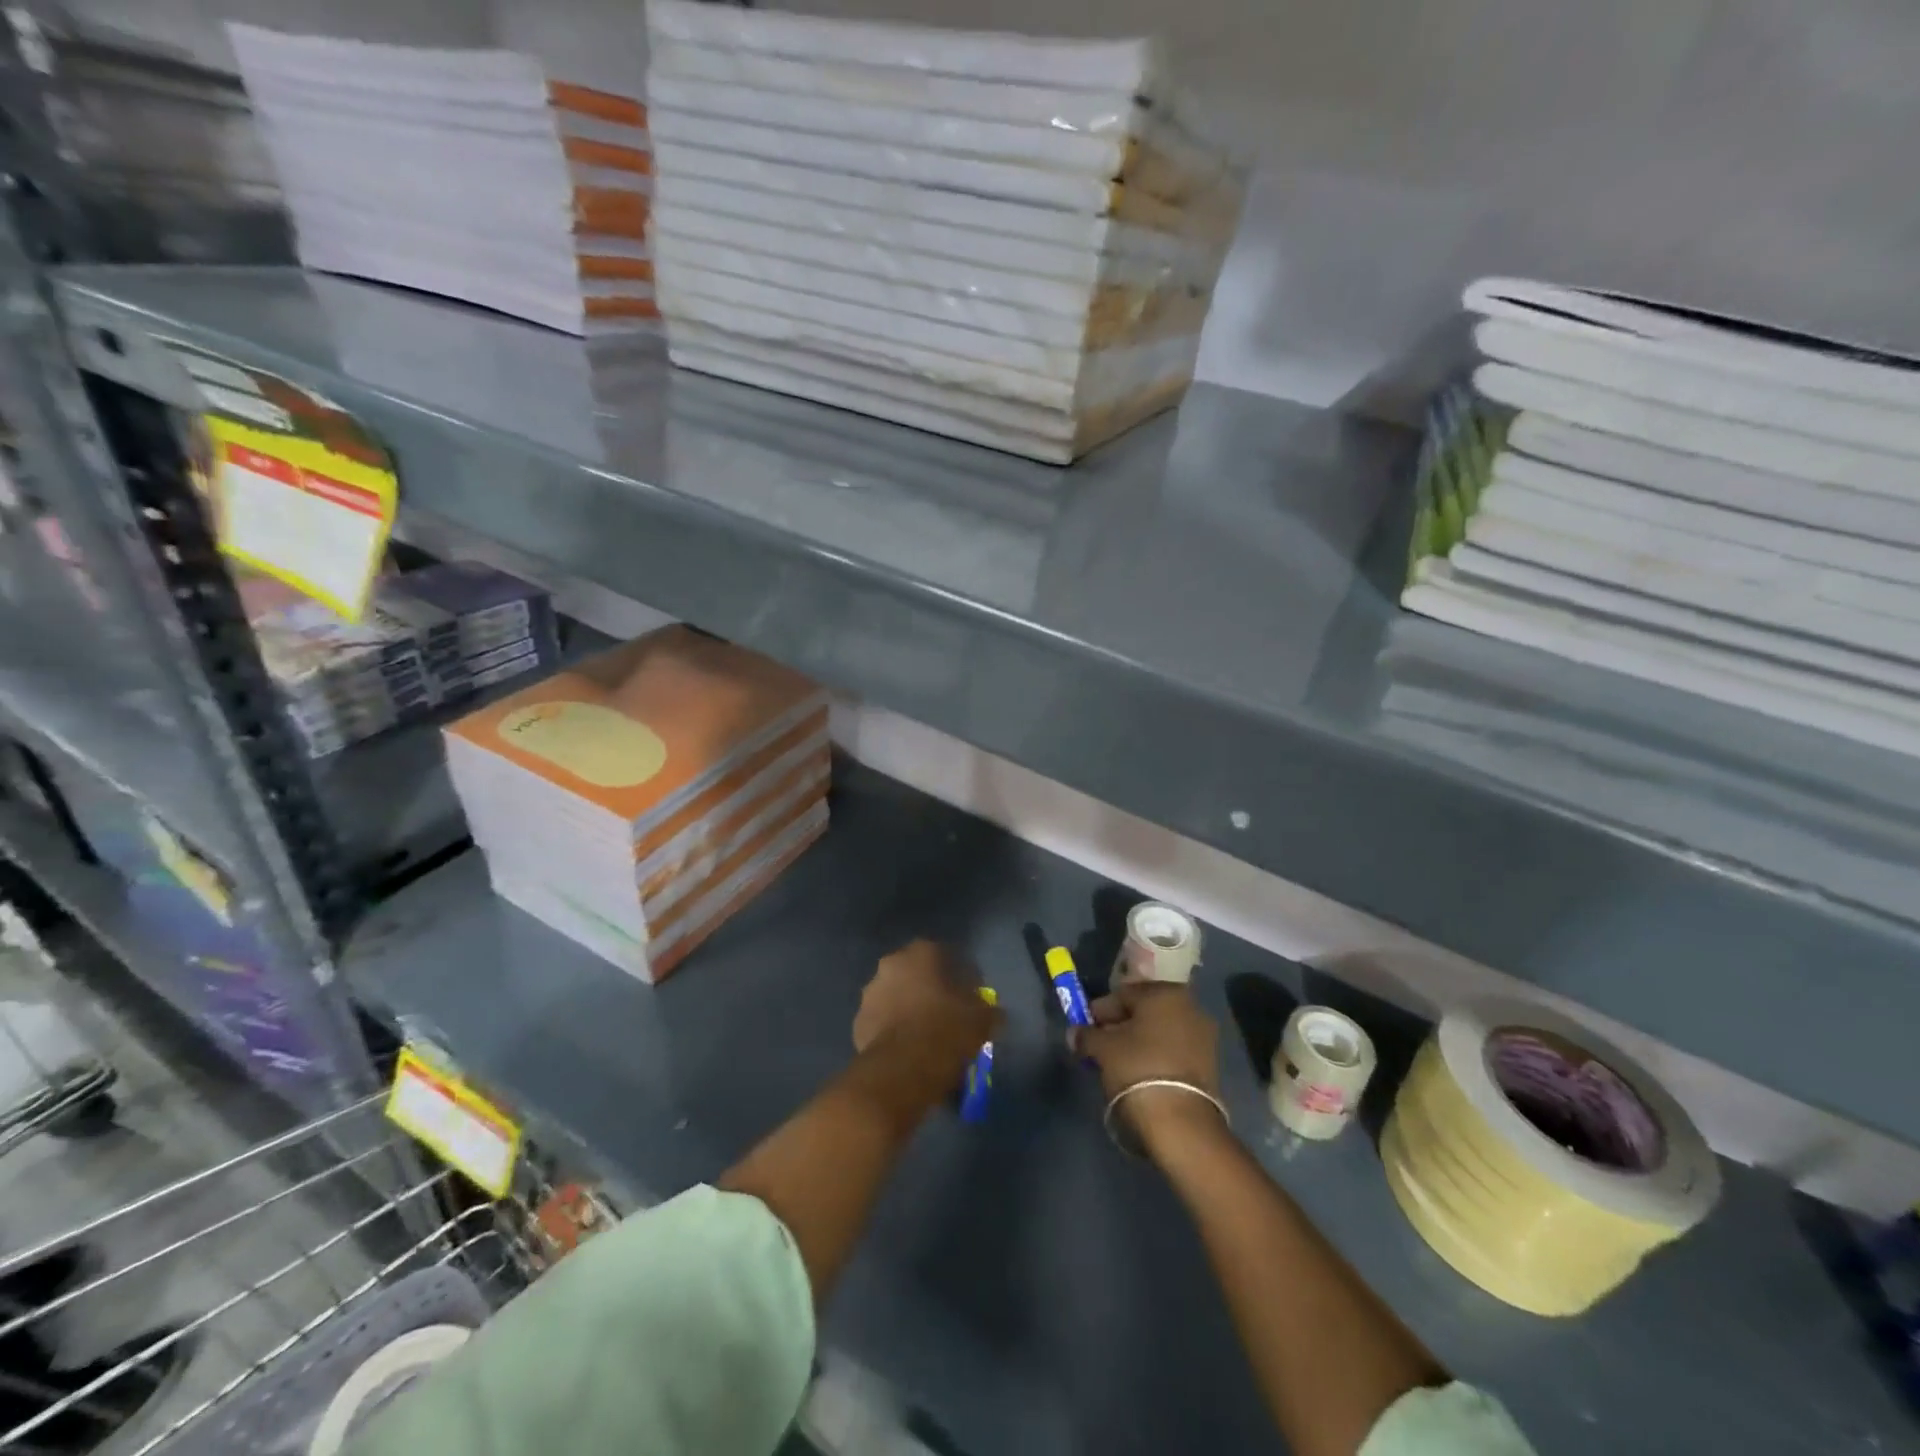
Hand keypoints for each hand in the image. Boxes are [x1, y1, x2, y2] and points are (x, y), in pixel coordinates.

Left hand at [855, 940, 997, 1053]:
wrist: (904, 1069)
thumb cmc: (947, 1030)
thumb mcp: (982, 1018)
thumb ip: (987, 1008)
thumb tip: (993, 1012)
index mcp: (921, 953)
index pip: (944, 954)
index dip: (959, 974)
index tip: (969, 994)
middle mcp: (891, 964)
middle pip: (914, 973)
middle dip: (928, 989)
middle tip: (945, 1012)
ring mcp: (870, 993)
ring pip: (894, 996)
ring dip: (907, 1008)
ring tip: (925, 1034)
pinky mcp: (858, 1023)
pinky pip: (881, 1022)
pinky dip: (892, 1030)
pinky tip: (907, 1049)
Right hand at [1073, 983, 1224, 1154]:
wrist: (1181, 1122)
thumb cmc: (1138, 1069)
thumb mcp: (1103, 1049)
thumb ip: (1086, 1035)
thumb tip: (1075, 1033)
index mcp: (1164, 993)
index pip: (1123, 994)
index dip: (1100, 1011)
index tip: (1085, 1028)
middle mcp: (1189, 1006)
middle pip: (1144, 1010)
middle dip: (1120, 1024)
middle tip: (1100, 1043)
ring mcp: (1203, 1036)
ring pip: (1160, 1030)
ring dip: (1139, 1040)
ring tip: (1118, 1060)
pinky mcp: (1210, 1063)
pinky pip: (1174, 1049)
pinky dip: (1156, 1055)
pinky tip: (1140, 1071)